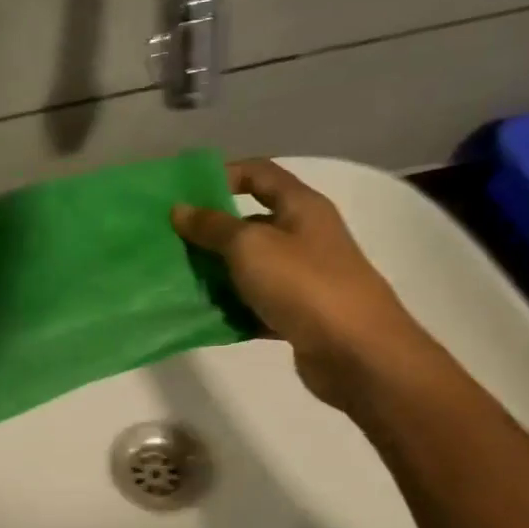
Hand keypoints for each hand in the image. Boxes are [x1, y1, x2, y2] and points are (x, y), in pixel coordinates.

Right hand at [172, 159, 436, 409]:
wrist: (358, 354)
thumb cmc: (304, 285)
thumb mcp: (250, 247)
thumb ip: (212, 227)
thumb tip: (179, 209)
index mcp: (301, 207)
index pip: (259, 174)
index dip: (223, 175)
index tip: (184, 195)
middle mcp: (304, 236)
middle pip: (250, 223)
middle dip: (210, 232)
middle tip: (170, 243)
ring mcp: (303, 277)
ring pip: (249, 267)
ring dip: (216, 273)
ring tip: (177, 280)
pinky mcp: (298, 314)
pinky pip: (255, 304)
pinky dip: (232, 308)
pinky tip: (203, 316)